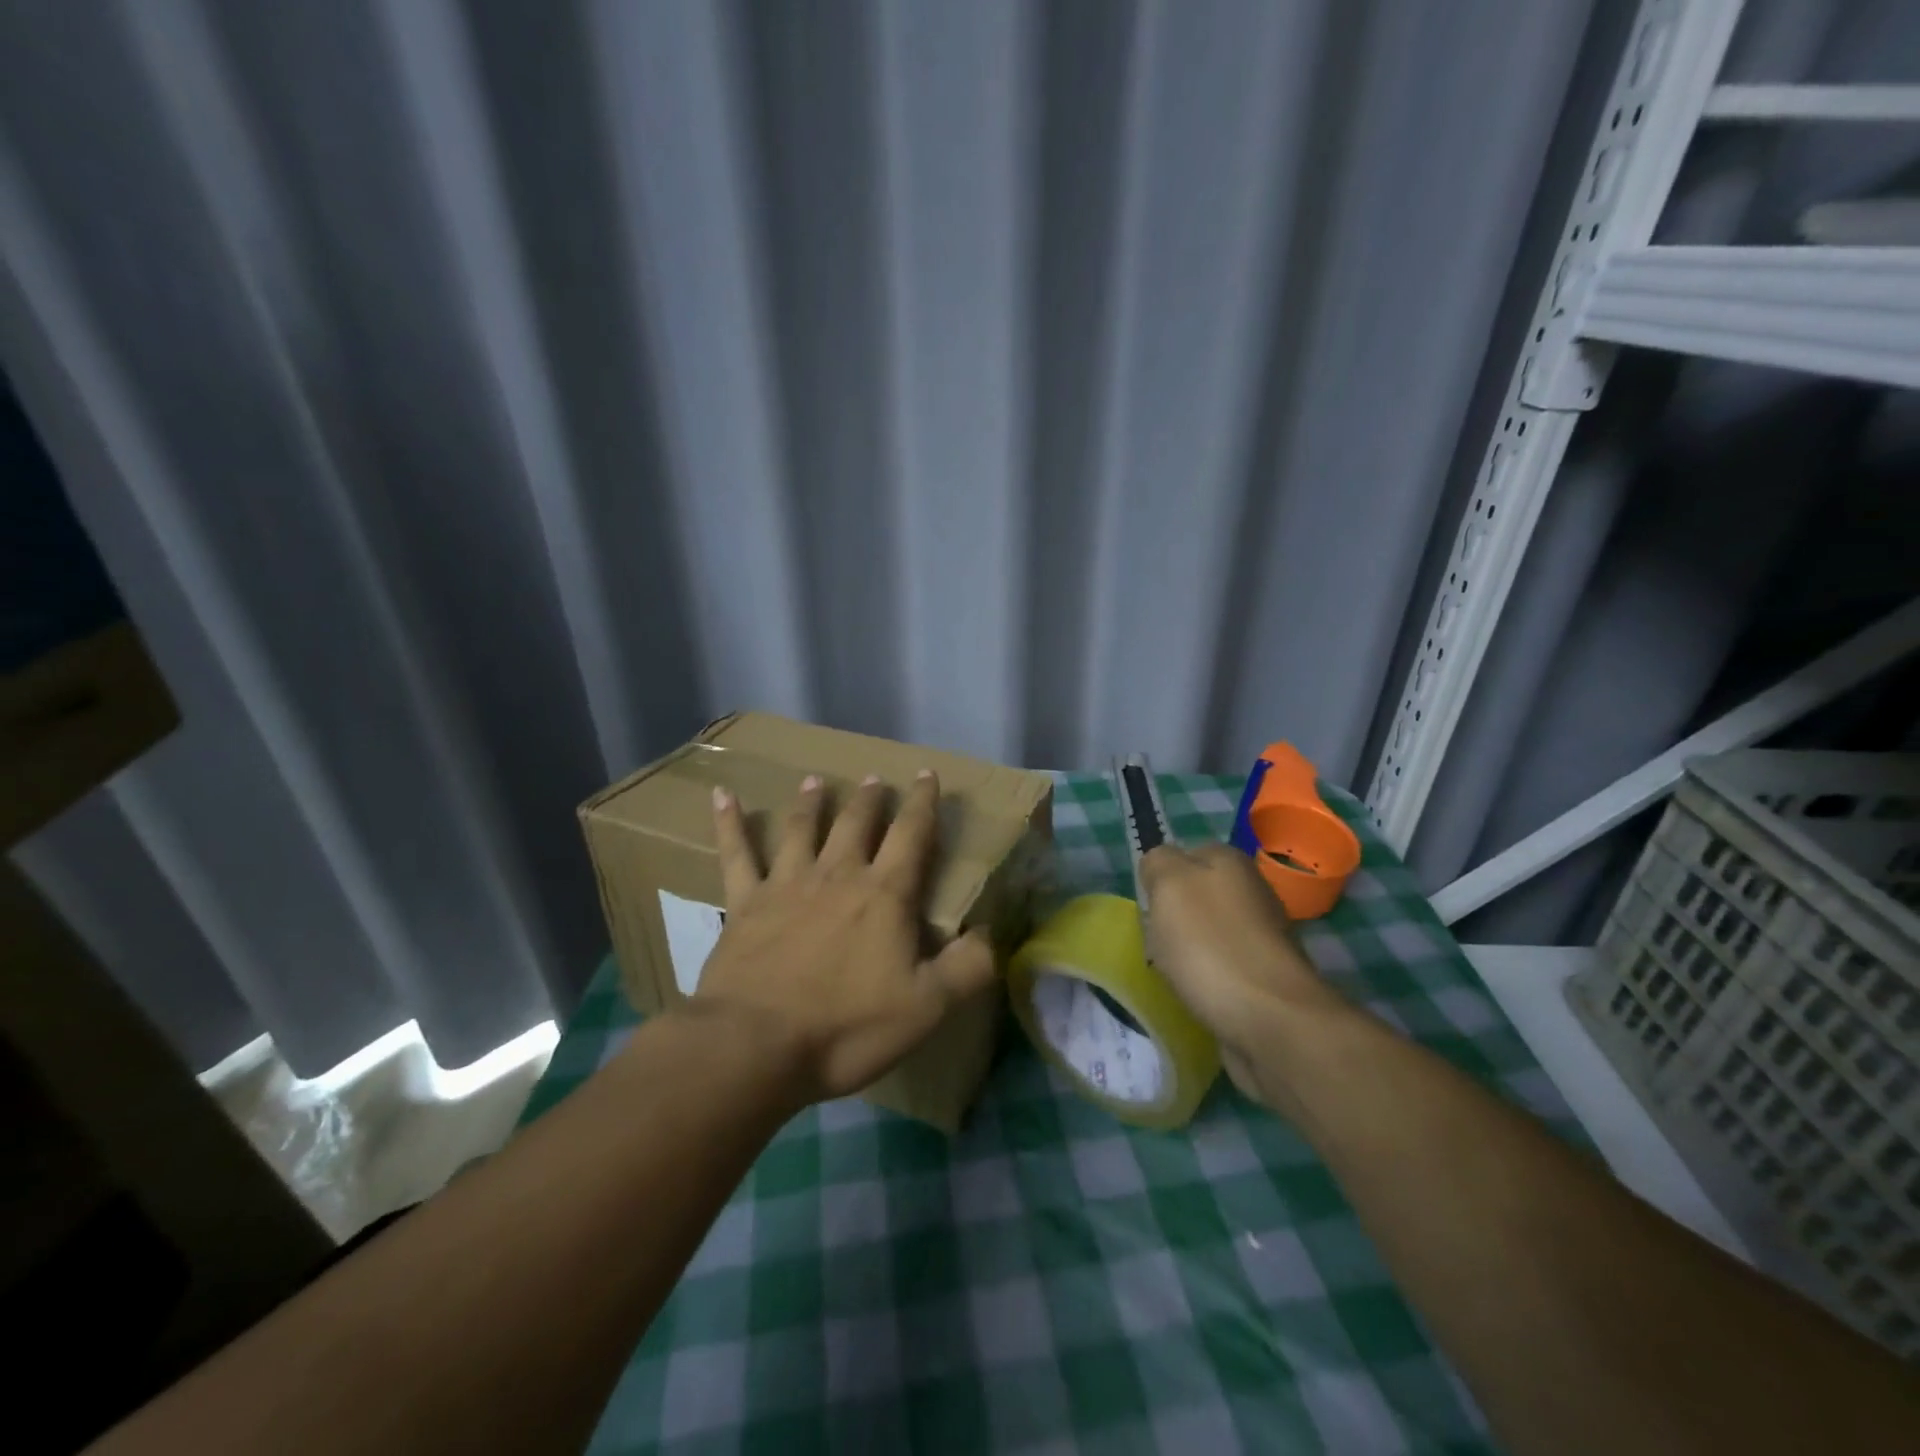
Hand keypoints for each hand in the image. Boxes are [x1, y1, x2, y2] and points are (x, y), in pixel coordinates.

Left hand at [690, 770, 995, 1106]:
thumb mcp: (928, 1007)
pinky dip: (729, 823)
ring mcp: (786, 885)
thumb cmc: (847, 1027)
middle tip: (872, 778)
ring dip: (810, 803)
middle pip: (855, 825)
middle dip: (868, 799)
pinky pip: (737, 855)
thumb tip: (994, 934)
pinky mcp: (744, 904)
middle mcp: (836, 876)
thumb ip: (969, 967)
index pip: (911, 835)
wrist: (755, 1046)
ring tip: (814, 781)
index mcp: (883, 895)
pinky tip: (723, 795)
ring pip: (801, 830)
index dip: (922, 803)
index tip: (926, 774)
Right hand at [1139, 843, 1340, 1099]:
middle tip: (1159, 942)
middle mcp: (1253, 890)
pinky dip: (1209, 979)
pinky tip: (1200, 994)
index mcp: (1230, 861)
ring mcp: (1265, 935)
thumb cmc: (1211, 947)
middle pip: (1197, 895)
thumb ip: (1158, 862)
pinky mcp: (1268, 976)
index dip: (1160, 880)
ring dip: (1191, 951)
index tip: (1149, 909)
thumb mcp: (1168, 886)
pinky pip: (1224, 967)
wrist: (1273, 1022)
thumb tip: (1160, 866)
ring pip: (1210, 932)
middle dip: (1176, 918)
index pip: (1183, 854)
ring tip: (1177, 974)